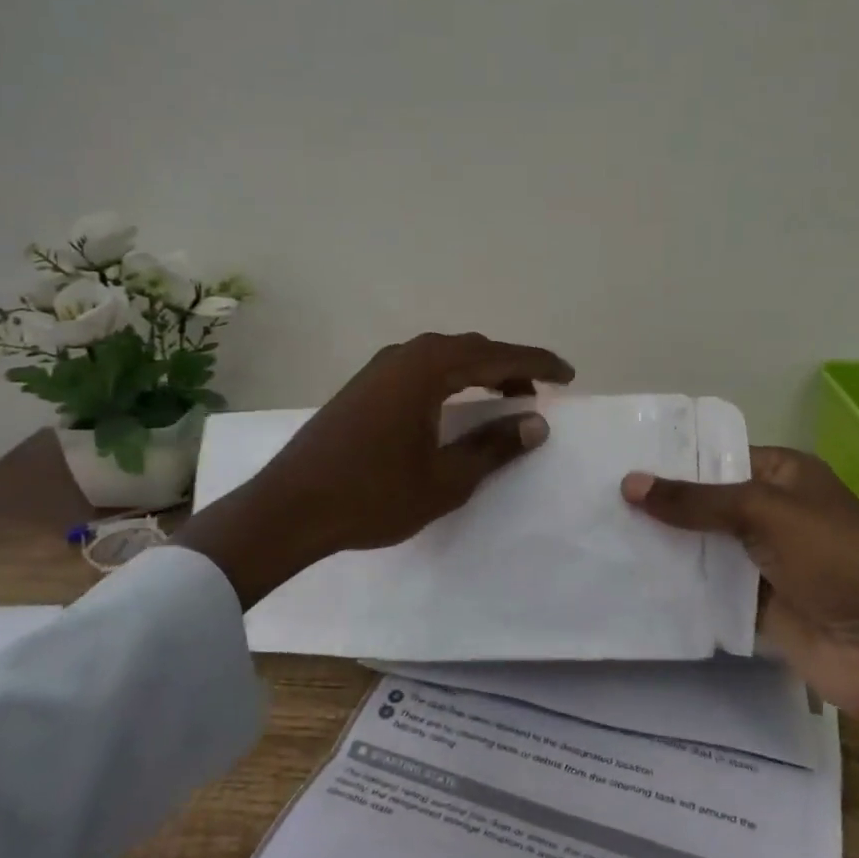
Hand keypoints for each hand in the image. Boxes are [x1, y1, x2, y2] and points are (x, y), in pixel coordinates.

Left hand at [176, 333, 573, 606]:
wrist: (290, 508)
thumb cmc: (373, 495)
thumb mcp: (446, 478)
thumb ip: (494, 446)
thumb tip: (535, 422)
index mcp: (427, 369)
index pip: (497, 356)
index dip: (538, 364)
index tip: (568, 374)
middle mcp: (404, 356)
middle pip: (470, 349)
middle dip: (509, 366)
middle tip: (539, 391)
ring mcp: (379, 369)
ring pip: (443, 358)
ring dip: (478, 372)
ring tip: (504, 399)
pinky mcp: (363, 386)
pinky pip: (420, 370)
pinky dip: (449, 380)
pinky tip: (454, 407)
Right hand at [621, 448, 858, 725]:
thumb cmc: (835, 559)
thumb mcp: (763, 512)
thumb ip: (695, 500)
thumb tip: (629, 482)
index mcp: (783, 476)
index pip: (717, 457)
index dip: (672, 460)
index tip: (617, 461)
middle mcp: (772, 514)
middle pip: (705, 504)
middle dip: (660, 506)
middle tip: (597, 501)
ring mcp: (764, 563)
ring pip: (703, 550)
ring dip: (664, 549)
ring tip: (601, 538)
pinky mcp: (757, 608)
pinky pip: (709, 592)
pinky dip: (679, 590)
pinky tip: (631, 583)